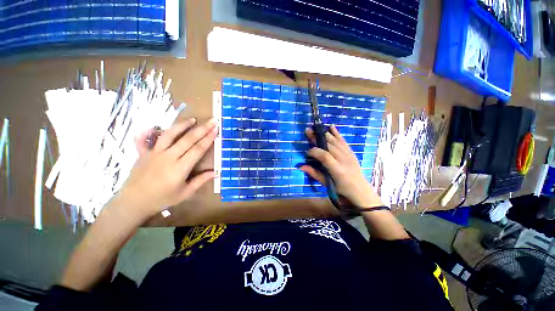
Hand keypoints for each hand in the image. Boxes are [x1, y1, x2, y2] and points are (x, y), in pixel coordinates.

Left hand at [115, 117, 217, 218]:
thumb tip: (216, 173)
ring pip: (169, 135)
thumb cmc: (162, 199)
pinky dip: (147, 132)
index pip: (198, 149)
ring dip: (182, 125)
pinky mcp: (142, 153)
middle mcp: (168, 157)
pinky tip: (153, 126)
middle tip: (212, 120)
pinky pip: (143, 140)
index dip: (208, 138)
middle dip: (202, 129)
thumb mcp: (185, 193)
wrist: (133, 203)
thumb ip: (200, 181)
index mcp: (180, 168)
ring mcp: (154, 153)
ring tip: (192, 119)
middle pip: (188, 139)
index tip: (216, 130)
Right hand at [300, 125, 382, 208]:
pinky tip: (331, 127)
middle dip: (317, 138)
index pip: (324, 156)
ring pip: (335, 141)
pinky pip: (343, 141)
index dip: (314, 151)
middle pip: (329, 145)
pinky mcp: (351, 152)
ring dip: (325, 134)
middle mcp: (343, 159)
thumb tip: (300, 166)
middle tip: (308, 131)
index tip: (307, 152)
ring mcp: (348, 154)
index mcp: (337, 170)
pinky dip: (337, 133)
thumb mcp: (326, 184)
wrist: (360, 189)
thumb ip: (314, 173)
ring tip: (316, 128)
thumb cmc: (341, 188)